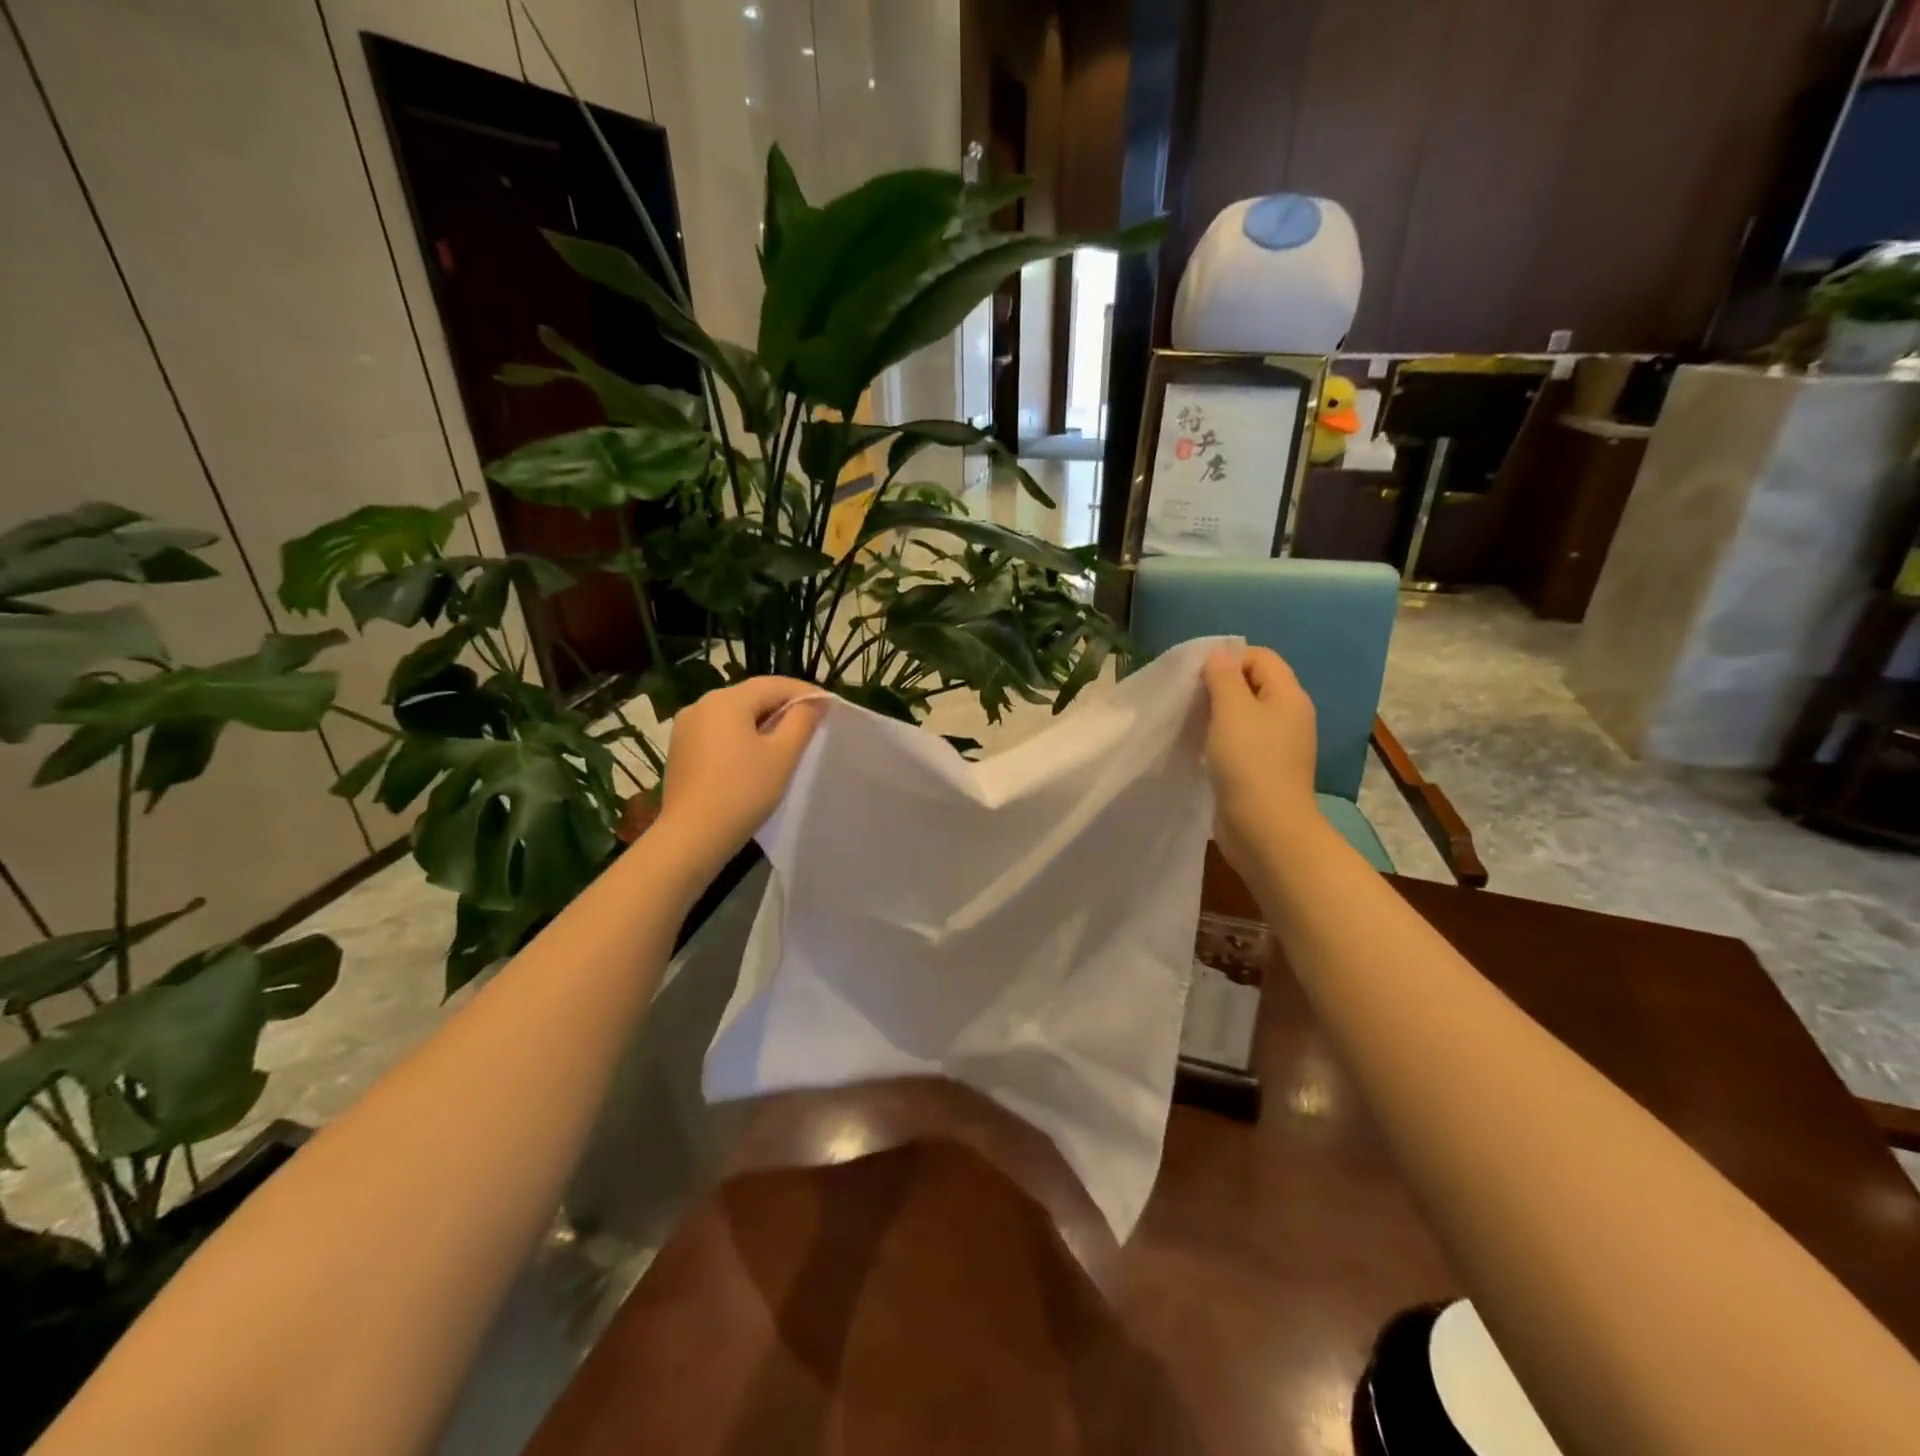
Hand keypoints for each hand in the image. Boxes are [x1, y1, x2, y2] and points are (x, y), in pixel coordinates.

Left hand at [658, 677, 825, 868]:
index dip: (804, 692)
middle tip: (812, 723)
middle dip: (783, 706)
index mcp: (726, 700)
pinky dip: (741, 736)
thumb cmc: (743, 792)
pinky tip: (755, 756)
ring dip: (762, 722)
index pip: (774, 684)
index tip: (829, 706)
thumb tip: (816, 701)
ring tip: (787, 741)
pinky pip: (718, 732)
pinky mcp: (681, 749)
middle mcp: (702, 705)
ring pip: (734, 714)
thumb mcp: (782, 755)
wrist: (692, 836)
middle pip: (751, 696)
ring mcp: (686, 727)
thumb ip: (802, 721)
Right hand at [1203, 645, 1319, 876]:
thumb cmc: (1249, 763)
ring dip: (1216, 714)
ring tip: (1190, 723)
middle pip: (1253, 685)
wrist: (1265, 829)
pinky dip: (1219, 739)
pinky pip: (1240, 742)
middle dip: (1219, 686)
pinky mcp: (1262, 770)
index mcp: (1288, 696)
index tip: (1197, 677)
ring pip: (1244, 715)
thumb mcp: (1232, 710)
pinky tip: (1199, 748)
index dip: (1229, 658)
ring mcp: (1277, 746)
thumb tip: (1219, 654)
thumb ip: (1223, 677)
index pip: (1261, 657)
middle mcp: (1288, 717)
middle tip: (1189, 699)